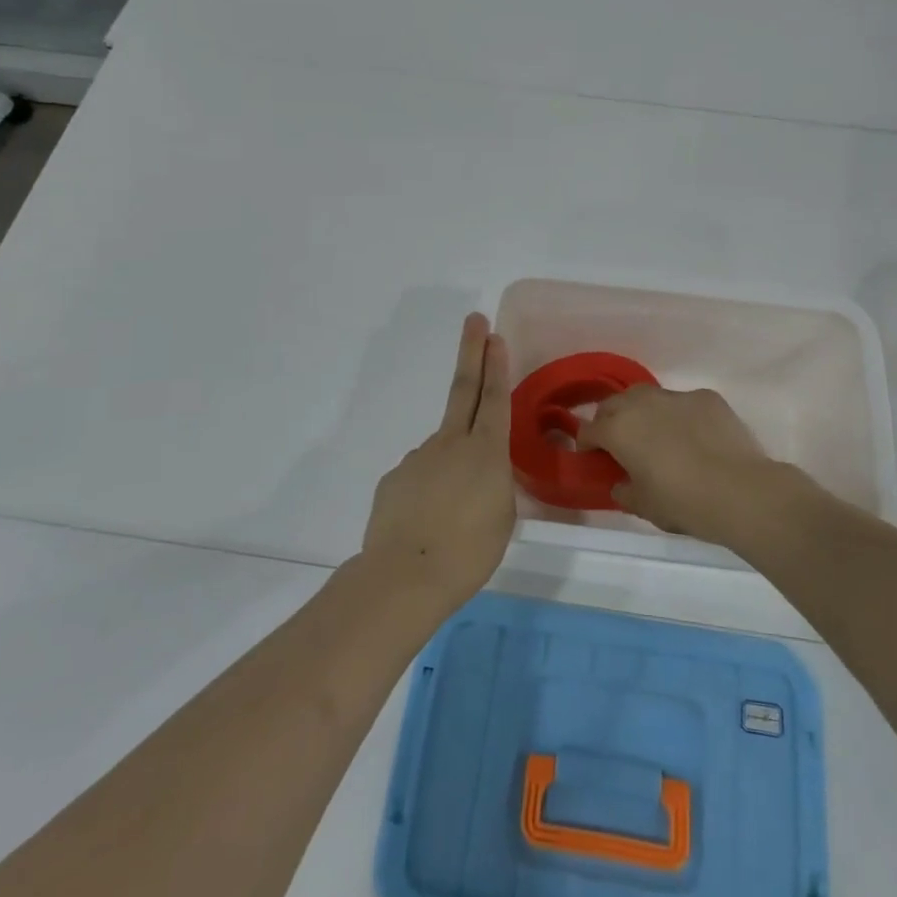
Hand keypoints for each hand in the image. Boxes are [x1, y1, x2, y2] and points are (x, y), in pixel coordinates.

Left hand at [361, 314, 514, 611]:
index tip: (494, 335)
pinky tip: (427, 524)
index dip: (496, 365)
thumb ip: (493, 482)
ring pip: (442, 450)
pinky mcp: (394, 478)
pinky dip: (429, 493)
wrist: (405, 576)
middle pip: (463, 389)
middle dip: (471, 352)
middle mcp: (450, 443)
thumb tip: (475, 470)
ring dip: (452, 469)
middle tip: (474, 321)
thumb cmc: (469, 552)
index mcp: (485, 452)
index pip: (494, 398)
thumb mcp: (502, 516)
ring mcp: (418, 457)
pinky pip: (420, 477)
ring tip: (454, 516)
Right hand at [576, 386, 779, 548]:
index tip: (593, 457)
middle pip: (613, 404)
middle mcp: (641, 404)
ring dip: (642, 412)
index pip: (589, 430)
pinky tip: (694, 436)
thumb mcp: (644, 506)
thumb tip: (621, 483)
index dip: (587, 444)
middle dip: (610, 420)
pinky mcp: (706, 397)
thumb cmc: (682, 501)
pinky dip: (679, 415)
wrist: (740, 491)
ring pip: (648, 396)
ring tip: (655, 434)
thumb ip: (624, 491)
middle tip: (619, 443)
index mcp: (618, 430)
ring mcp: (676, 396)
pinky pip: (682, 402)